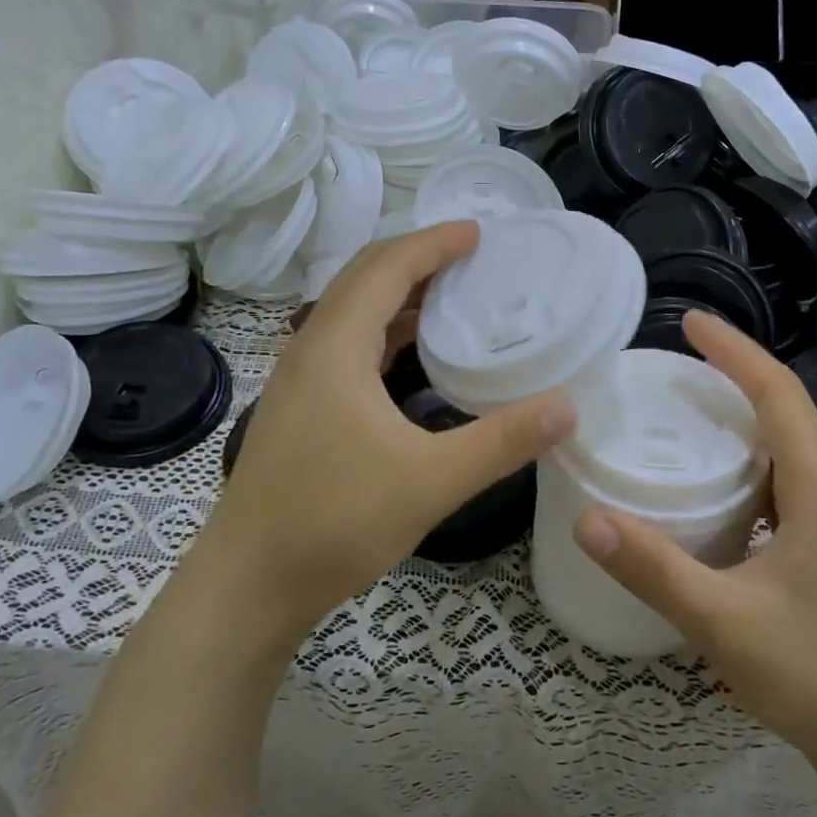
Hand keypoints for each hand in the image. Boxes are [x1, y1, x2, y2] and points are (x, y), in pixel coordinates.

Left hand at [188, 221, 575, 651]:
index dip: (434, 243)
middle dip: (417, 259)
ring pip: (352, 313)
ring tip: (452, 296)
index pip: (388, 268)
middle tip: (471, 258)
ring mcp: (299, 380)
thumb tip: (567, 408)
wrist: (249, 584)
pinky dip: (385, 333)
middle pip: (364, 279)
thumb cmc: (335, 522)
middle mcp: (310, 349)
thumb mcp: (431, 480)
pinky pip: (347, 347)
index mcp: (335, 347)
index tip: (480, 232)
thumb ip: (502, 441)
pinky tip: (413, 357)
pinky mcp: (300, 409)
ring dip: (399, 295)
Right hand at [571, 311, 816, 759]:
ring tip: (685, 416)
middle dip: (734, 378)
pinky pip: (783, 488)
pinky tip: (712, 492)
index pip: (779, 395)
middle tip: (673, 369)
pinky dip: (746, 468)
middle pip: (785, 413)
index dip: (736, 352)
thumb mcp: (725, 622)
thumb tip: (587, 518)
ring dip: (742, 423)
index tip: (691, 323)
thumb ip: (654, 569)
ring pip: (786, 452)